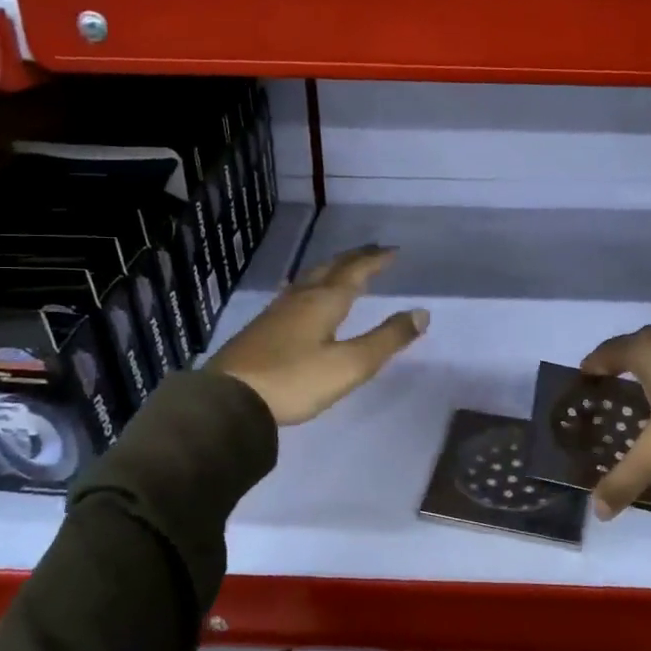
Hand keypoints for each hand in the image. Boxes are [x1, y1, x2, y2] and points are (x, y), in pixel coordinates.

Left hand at [209, 246, 427, 425]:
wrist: (229, 400)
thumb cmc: (295, 381)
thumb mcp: (350, 365)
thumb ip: (386, 339)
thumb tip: (421, 313)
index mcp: (324, 302)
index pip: (355, 272)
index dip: (375, 260)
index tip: (393, 250)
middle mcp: (301, 298)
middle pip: (330, 268)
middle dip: (354, 258)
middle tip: (372, 251)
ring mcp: (277, 311)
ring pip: (309, 279)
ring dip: (331, 269)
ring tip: (342, 268)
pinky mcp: (261, 328)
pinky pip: (295, 294)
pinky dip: (312, 286)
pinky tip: (304, 298)